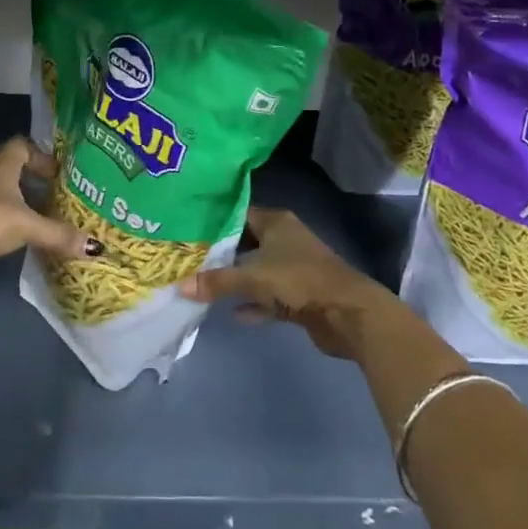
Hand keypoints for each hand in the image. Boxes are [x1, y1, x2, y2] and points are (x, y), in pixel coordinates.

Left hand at [0, 138, 83, 280]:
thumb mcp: (28, 226)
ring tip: (26, 214)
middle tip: (45, 194)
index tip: (55, 174)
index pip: (21, 145)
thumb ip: (58, 234)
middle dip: (24, 177)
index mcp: (1, 163)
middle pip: (4, 164)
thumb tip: (95, 247)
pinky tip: (2, 233)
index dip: (39, 156)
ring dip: (5, 196)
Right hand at [178, 207, 406, 361]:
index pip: (238, 215)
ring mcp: (294, 268)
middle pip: (246, 243)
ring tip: (204, 287)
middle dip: (222, 254)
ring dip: (237, 280)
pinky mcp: (301, 295)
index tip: (189, 232)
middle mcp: (285, 239)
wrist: (347, 313)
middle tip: (190, 261)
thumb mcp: (253, 278)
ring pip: (258, 271)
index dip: (214, 223)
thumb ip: (217, 281)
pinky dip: (255, 304)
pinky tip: (234, 313)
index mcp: (276, 222)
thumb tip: (180, 286)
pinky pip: (270, 297)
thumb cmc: (298, 280)